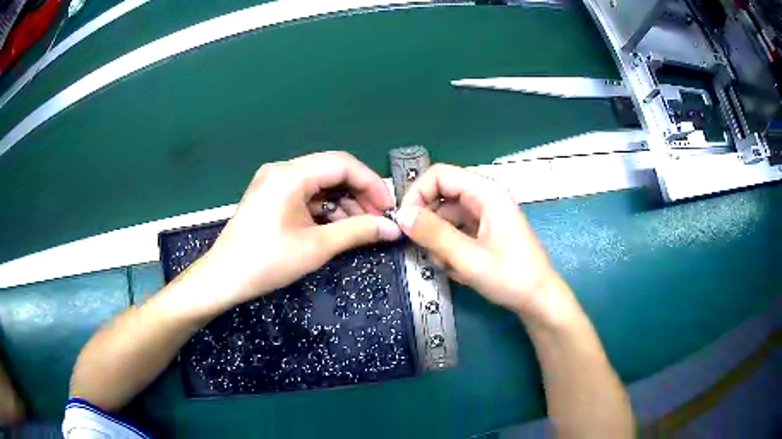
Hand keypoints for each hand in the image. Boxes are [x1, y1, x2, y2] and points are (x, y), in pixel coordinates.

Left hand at [193, 152, 400, 312]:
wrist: (224, 278)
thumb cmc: (267, 262)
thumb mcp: (316, 247)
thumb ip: (357, 232)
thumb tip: (392, 229)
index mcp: (290, 174)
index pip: (342, 164)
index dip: (370, 184)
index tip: (388, 208)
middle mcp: (282, 169)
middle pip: (331, 171)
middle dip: (358, 194)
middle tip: (377, 220)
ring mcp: (274, 181)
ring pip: (320, 183)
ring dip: (343, 203)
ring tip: (360, 228)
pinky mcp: (271, 194)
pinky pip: (306, 193)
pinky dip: (324, 208)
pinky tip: (336, 227)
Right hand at [396, 164, 566, 323]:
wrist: (538, 299)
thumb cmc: (511, 277)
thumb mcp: (469, 258)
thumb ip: (434, 234)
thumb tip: (401, 215)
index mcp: (486, 192)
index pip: (439, 175)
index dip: (417, 193)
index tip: (404, 222)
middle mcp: (485, 197)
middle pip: (441, 194)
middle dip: (426, 220)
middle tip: (419, 247)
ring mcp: (485, 214)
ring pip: (446, 214)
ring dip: (436, 237)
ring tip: (443, 264)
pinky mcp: (484, 230)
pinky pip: (455, 229)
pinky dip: (448, 245)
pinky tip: (454, 267)